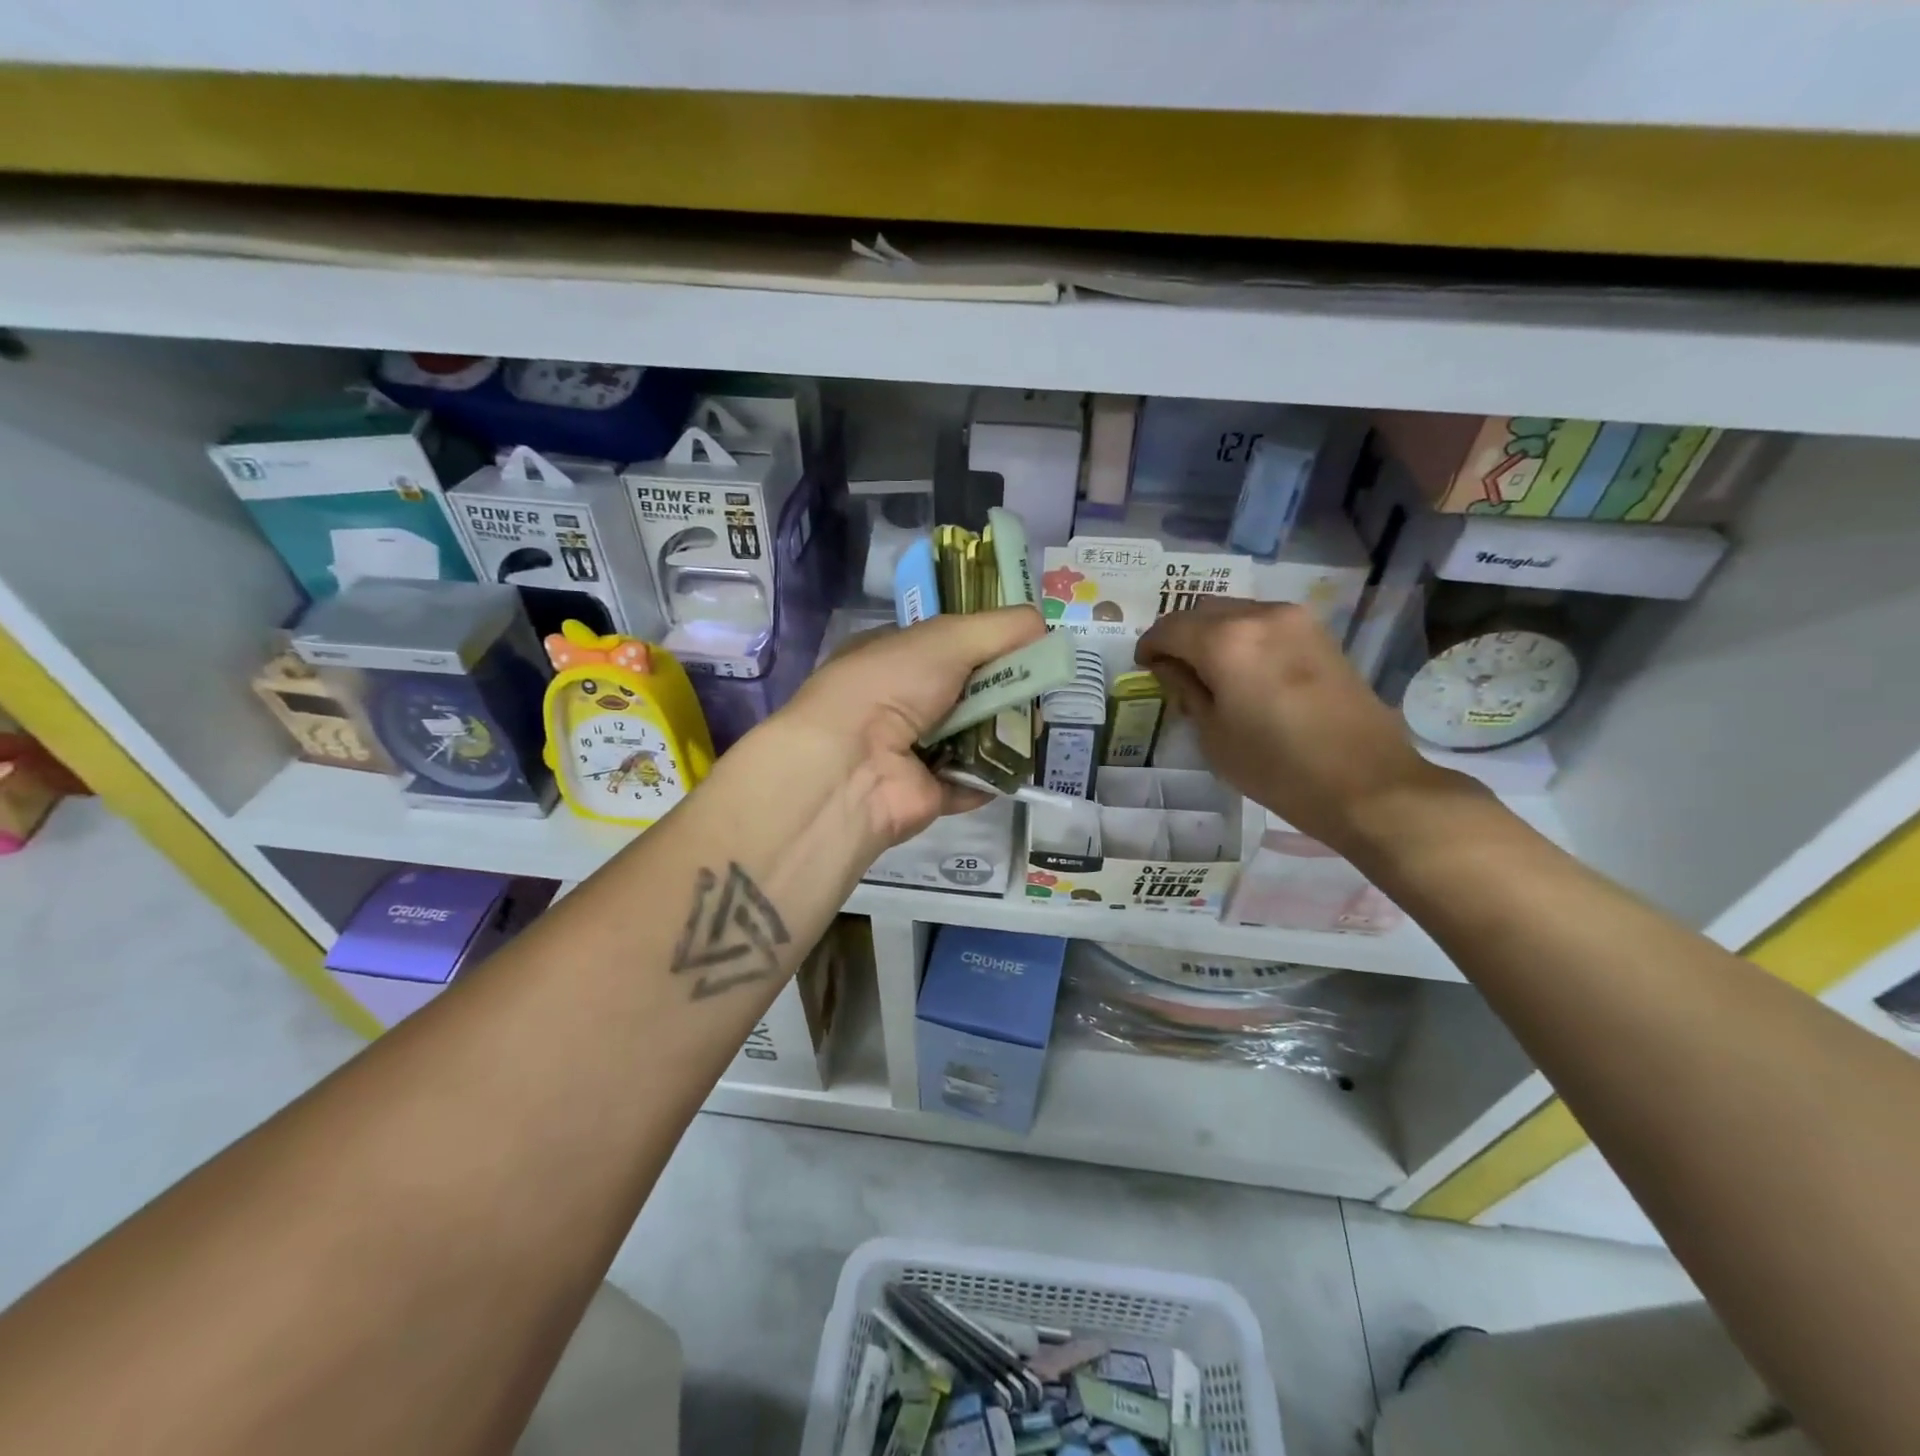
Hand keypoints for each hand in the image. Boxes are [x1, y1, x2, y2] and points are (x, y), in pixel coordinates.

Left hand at [775, 606, 1046, 846]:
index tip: (1027, 642)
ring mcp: (913, 750)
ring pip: (974, 735)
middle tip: (1038, 689)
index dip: (987, 641)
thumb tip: (1041, 622)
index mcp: (893, 658)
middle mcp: (901, 702)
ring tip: (1034, 725)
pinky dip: (994, 774)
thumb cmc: (890, 686)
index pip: (948, 643)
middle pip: (967, 690)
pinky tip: (1018, 761)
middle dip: (1004, 688)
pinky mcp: (929, 792)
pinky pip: (973, 780)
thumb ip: (997, 628)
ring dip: (1005, 730)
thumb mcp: (944, 638)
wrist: (850, 766)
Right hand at [1135, 600, 1472, 853]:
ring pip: (1235, 612)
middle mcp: (1259, 615)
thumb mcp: (1213, 735)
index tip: (1144, 668)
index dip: (1150, 647)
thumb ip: (1185, 689)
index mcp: (1225, 640)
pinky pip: (1265, 622)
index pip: (1169, 628)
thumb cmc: (1276, 767)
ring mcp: (1295, 620)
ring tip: (1209, 671)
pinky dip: (1244, 636)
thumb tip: (1168, 666)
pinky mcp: (1319, 634)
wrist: (1366, 782)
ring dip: (1213, 633)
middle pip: (1202, 611)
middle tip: (1173, 669)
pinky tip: (1245, 670)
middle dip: (1180, 635)